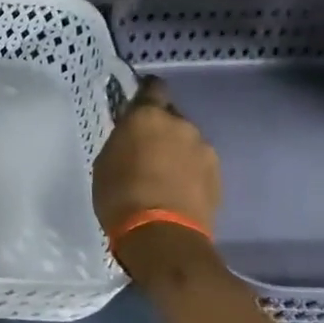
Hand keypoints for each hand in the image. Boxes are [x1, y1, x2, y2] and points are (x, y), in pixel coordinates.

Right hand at [92, 76, 221, 241]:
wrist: (162, 235)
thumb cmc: (120, 195)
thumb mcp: (105, 162)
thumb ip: (122, 142)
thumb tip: (132, 139)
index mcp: (148, 117)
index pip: (153, 88)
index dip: (146, 93)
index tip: (138, 103)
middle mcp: (181, 125)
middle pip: (171, 118)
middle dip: (160, 130)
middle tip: (144, 150)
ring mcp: (204, 150)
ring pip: (187, 142)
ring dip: (176, 152)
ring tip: (161, 176)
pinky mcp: (218, 175)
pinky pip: (198, 165)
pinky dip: (188, 172)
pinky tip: (175, 191)